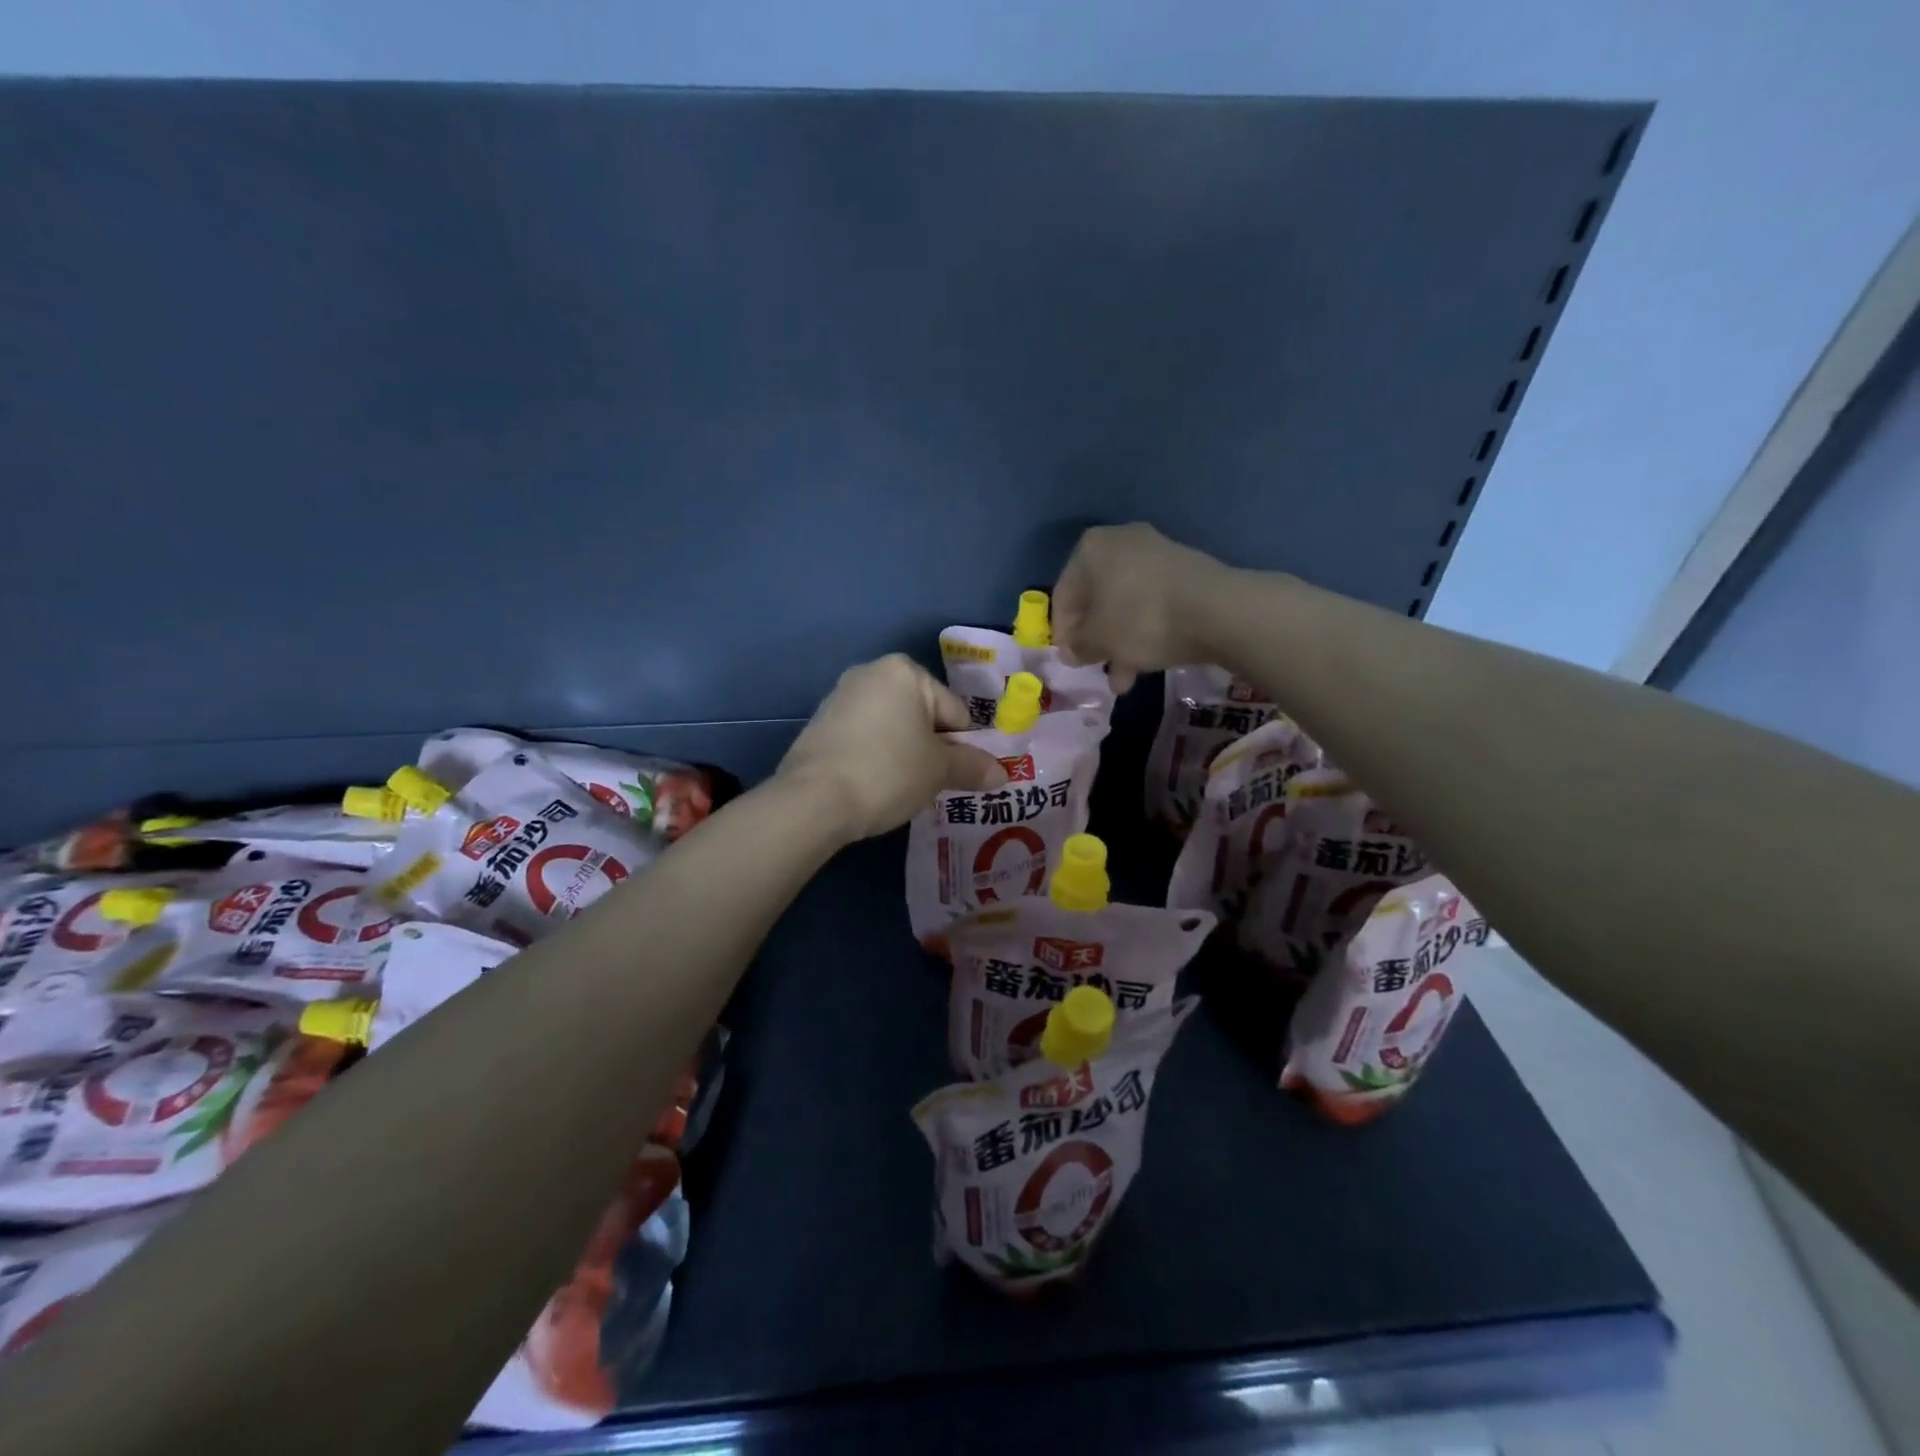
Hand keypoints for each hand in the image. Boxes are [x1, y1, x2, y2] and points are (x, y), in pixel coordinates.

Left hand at [778, 655, 1007, 841]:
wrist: (814, 800)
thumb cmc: (888, 771)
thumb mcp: (939, 771)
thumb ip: (973, 767)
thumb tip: (1002, 773)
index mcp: (905, 671)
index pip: (955, 711)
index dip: (962, 747)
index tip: (954, 776)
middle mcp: (870, 673)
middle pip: (922, 716)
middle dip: (931, 748)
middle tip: (930, 784)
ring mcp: (840, 697)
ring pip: (892, 728)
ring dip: (903, 754)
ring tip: (900, 788)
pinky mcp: (819, 725)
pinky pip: (864, 739)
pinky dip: (875, 757)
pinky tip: (872, 785)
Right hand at [1051, 523, 1228, 692]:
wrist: (1217, 610)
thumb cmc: (1140, 620)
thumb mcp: (1098, 641)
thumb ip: (1077, 646)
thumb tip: (1072, 651)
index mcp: (1090, 549)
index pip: (1063, 596)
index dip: (1063, 633)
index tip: (1070, 660)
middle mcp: (1120, 541)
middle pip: (1096, 599)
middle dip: (1096, 639)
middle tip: (1097, 667)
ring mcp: (1156, 553)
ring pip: (1125, 605)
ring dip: (1120, 642)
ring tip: (1124, 679)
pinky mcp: (1184, 570)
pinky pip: (1151, 603)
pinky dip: (1144, 630)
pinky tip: (1148, 662)